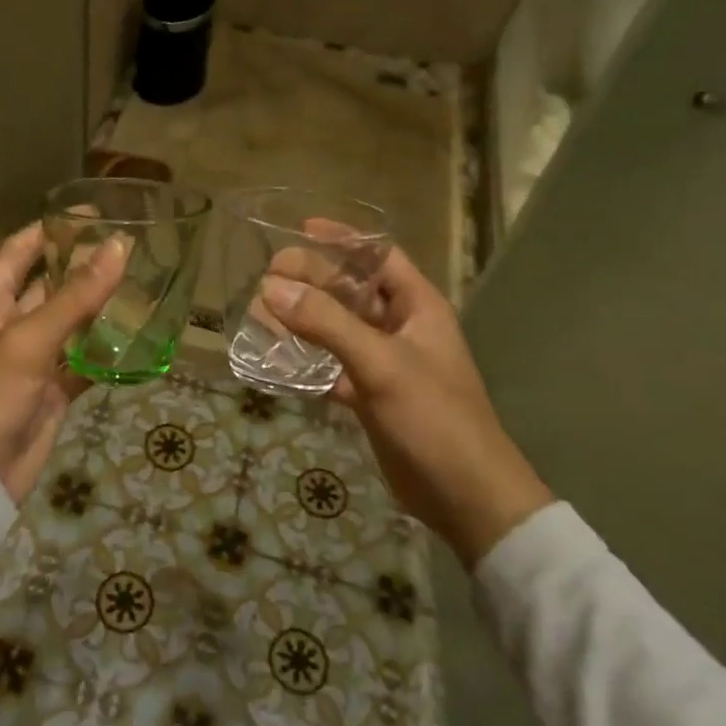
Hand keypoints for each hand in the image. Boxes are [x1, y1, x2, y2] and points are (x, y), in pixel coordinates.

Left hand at [0, 223, 127, 502]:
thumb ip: (75, 296)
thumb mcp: (29, 340)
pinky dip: (106, 353)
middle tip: (130, 250)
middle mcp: (11, 326)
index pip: (19, 252)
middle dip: (84, 268)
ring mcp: (34, 360)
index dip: (49, 230)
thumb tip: (118, 248)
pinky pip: (83, 362)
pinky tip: (137, 340)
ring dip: (100, 309)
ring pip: (71, 324)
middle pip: (50, 285)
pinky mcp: (53, 390)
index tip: (89, 214)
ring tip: (142, 287)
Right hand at [261, 247, 552, 566]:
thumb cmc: (433, 417)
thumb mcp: (381, 364)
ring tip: (261, 312)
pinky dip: (307, 360)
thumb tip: (271, 287)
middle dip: (312, 280)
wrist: (464, 496)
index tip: (302, 229)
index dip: (344, 239)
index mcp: (418, 307)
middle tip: (267, 276)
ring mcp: (385, 363)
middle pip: (351, 290)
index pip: (380, 256)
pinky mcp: (371, 395)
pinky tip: (275, 358)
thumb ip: (327, 324)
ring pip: (338, 328)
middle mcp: (401, 327)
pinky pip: (333, 365)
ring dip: (304, 319)